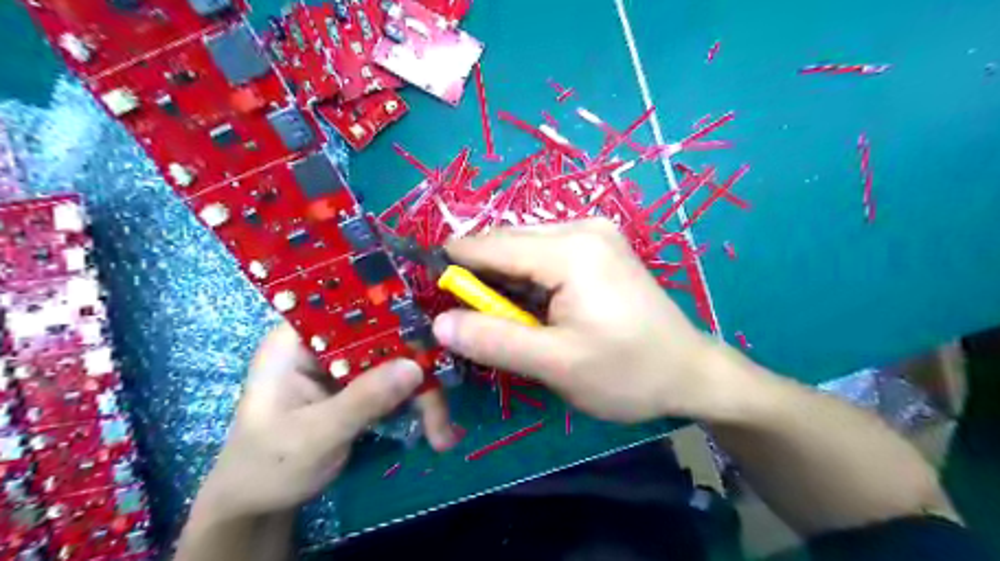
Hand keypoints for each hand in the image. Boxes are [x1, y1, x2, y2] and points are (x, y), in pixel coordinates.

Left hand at [192, 324, 454, 520]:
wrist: (258, 506)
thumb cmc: (268, 467)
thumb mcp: (313, 436)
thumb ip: (362, 400)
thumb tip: (415, 367)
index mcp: (297, 339)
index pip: (351, 308)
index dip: (394, 312)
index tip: (433, 330)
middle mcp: (325, 343)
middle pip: (385, 335)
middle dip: (418, 366)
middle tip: (444, 401)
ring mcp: (345, 364)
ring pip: (397, 360)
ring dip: (423, 392)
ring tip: (441, 431)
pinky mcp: (360, 385)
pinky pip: (397, 381)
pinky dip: (417, 402)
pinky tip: (434, 427)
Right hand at [433, 217, 736, 422]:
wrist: (689, 372)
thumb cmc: (628, 372)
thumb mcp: (556, 364)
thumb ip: (495, 342)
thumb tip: (440, 324)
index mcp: (571, 249)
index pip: (491, 246)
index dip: (453, 266)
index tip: (426, 291)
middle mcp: (581, 227)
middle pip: (507, 244)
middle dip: (480, 277)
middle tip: (464, 318)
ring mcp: (593, 234)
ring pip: (524, 251)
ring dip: (504, 282)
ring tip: (498, 319)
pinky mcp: (599, 248)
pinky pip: (545, 256)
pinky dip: (527, 281)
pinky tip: (530, 309)